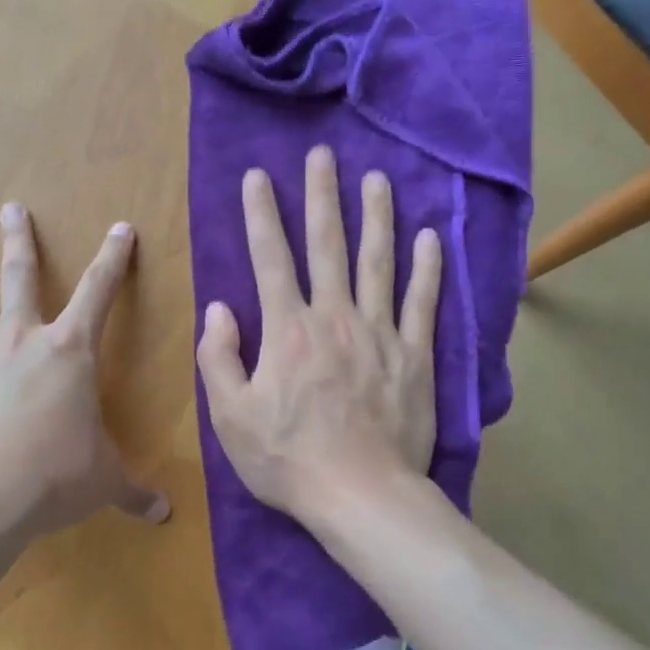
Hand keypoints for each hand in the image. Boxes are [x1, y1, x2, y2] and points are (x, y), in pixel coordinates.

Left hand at [0, 204, 168, 538]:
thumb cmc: (59, 472)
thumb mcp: (105, 481)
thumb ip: (133, 492)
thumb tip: (165, 516)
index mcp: (68, 352)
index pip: (100, 293)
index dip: (113, 259)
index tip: (119, 227)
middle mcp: (19, 344)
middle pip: (20, 279)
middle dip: (20, 242)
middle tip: (10, 209)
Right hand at [197, 146, 441, 521]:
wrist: (360, 494)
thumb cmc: (287, 460)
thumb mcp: (230, 416)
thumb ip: (218, 357)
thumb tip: (218, 308)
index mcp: (287, 330)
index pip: (269, 258)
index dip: (260, 214)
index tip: (257, 176)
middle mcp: (334, 317)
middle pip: (327, 245)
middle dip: (322, 196)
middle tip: (323, 155)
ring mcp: (379, 333)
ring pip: (378, 262)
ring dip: (376, 216)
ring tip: (377, 178)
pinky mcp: (414, 356)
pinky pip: (423, 303)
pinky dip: (428, 268)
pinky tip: (432, 237)